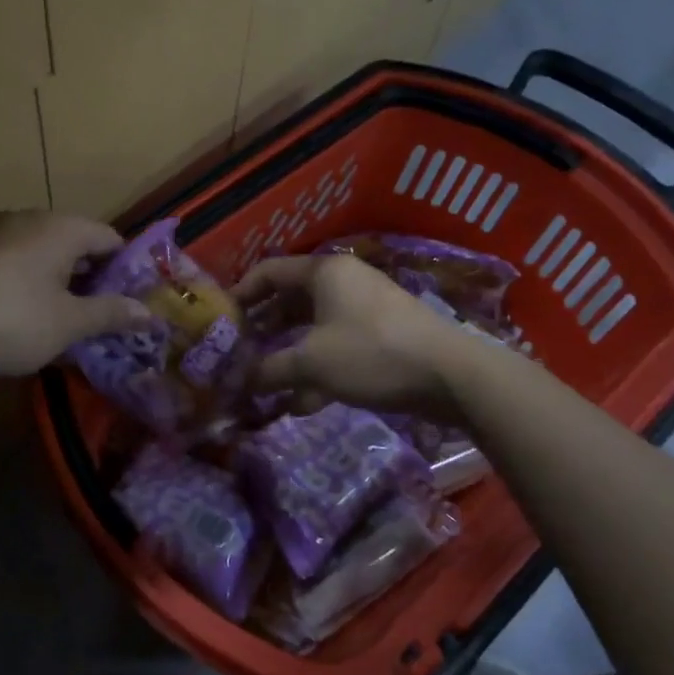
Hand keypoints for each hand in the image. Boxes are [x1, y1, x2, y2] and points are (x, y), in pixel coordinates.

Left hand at [0, 211, 152, 379]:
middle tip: (105, 317)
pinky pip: (18, 262)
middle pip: (77, 243)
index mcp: (62, 227)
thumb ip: (110, 315)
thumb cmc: (9, 319)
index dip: (128, 270)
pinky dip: (33, 284)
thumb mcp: (67, 324)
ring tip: (69, 322)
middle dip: (94, 279)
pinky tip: (29, 317)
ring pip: (46, 253)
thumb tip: (150, 314)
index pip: (111, 238)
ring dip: (62, 284)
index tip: (133, 303)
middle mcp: (31, 218)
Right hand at [235, 253, 475, 416]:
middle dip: (263, 328)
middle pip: (290, 299)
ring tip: (264, 380)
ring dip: (288, 352)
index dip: (240, 293)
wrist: (452, 376)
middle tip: (238, 352)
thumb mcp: (311, 362)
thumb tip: (239, 381)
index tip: (221, 321)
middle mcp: (343, 282)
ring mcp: (365, 308)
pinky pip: (337, 345)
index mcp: (323, 272)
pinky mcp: (383, 335)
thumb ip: (269, 369)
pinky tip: (302, 403)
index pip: (268, 272)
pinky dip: (317, 367)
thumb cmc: (372, 354)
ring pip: (313, 326)